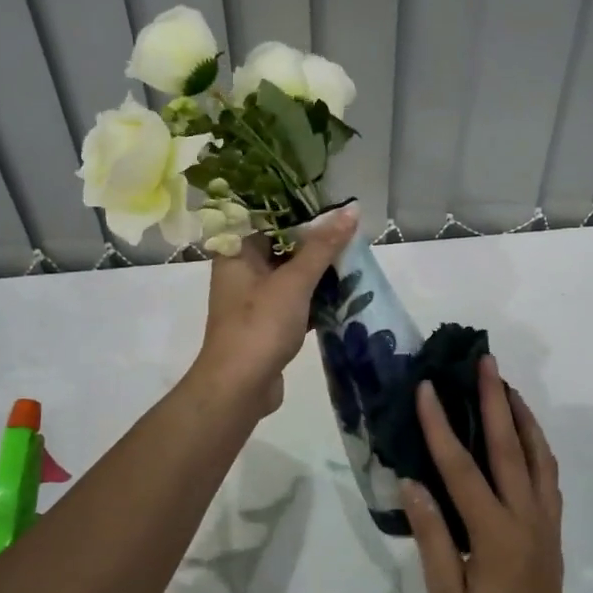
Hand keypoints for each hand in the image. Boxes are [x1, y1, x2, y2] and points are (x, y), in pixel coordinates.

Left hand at [191, 205, 357, 415]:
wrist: (239, 387)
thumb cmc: (260, 325)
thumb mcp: (295, 281)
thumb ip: (323, 246)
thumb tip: (351, 209)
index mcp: (237, 253)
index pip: (268, 218)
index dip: (300, 210)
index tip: (333, 204)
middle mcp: (242, 272)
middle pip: (282, 246)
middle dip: (316, 242)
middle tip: (352, 231)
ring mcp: (254, 301)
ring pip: (291, 276)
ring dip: (319, 271)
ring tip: (354, 258)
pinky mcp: (267, 325)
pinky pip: (295, 301)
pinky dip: (316, 298)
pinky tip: (345, 294)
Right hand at [402, 355, 574, 592]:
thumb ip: (433, 536)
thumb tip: (412, 483)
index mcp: (495, 533)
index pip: (461, 468)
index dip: (441, 426)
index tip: (427, 389)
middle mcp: (526, 518)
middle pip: (509, 447)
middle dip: (494, 400)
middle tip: (485, 361)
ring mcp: (544, 523)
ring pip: (538, 457)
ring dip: (521, 417)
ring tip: (506, 387)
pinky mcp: (552, 533)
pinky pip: (548, 477)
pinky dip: (538, 447)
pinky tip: (525, 438)